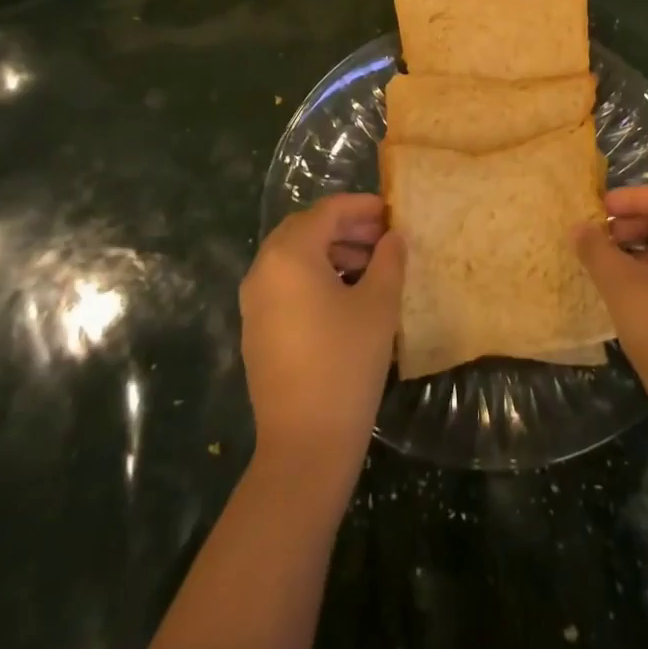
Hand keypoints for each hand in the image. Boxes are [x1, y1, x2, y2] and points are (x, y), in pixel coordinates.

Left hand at [240, 194, 404, 489]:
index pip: (326, 211)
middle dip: (345, 228)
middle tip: (382, 236)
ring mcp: (254, 302)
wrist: (305, 442)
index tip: (391, 211)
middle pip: (305, 230)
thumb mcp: (378, 305)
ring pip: (294, 258)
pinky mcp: (257, 329)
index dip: (361, 206)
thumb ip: (389, 260)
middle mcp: (263, 270)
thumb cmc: (346, 362)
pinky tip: (347, 296)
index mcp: (289, 255)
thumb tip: (393, 236)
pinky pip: (286, 285)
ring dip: (331, 252)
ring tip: (371, 266)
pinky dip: (315, 277)